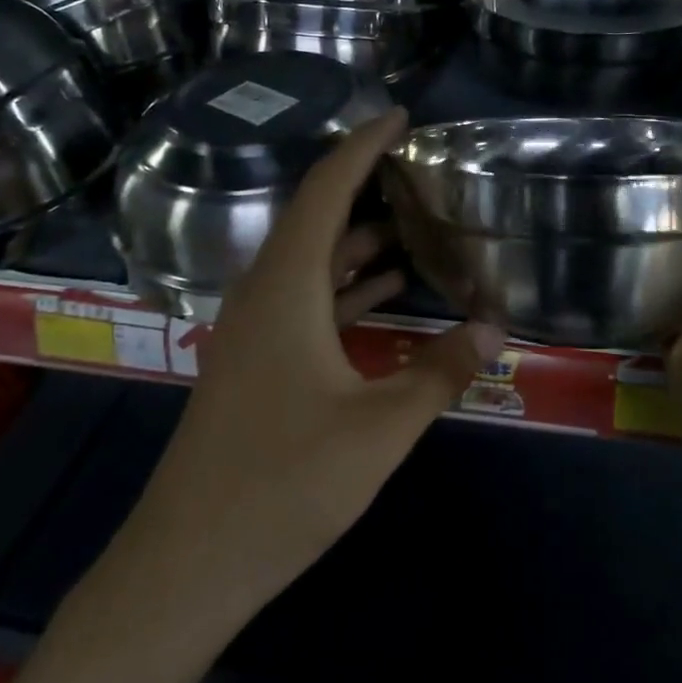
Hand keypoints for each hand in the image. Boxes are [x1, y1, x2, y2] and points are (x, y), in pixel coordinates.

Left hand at [84, 107, 502, 643]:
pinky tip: (387, 290)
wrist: (186, 565)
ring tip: (414, 220)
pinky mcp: (255, 361)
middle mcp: (263, 293)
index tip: (399, 116)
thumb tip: (495, 326)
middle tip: (417, 166)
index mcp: (286, 287)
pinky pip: (305, 298)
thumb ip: (440, 371)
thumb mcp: (379, 428)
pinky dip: (346, 283)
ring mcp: (254, 329)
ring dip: (358, 237)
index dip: (362, 146)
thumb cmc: (283, 486)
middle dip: (364, 183)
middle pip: (315, 216)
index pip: (326, 190)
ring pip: (311, 259)